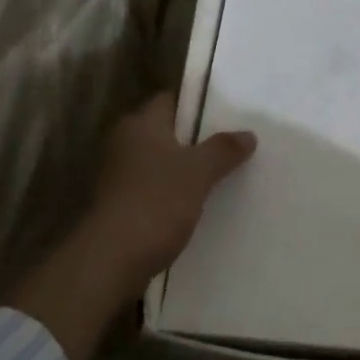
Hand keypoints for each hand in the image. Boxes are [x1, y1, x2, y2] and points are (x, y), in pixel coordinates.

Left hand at [11, 93, 255, 359]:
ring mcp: (118, 175)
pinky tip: (198, 204)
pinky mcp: (119, 204)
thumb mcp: (199, 172)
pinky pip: (154, 188)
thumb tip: (248, 134)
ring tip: (222, 175)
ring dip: (185, 169)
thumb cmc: (155, 202)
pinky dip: (173, 193)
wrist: (111, 260)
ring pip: (161, 162)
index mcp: (140, 124)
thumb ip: (223, 149)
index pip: (171, 100)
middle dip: (196, 139)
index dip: (198, 104)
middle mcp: (124, 142)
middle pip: (167, 132)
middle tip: (232, 145)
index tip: (228, 114)